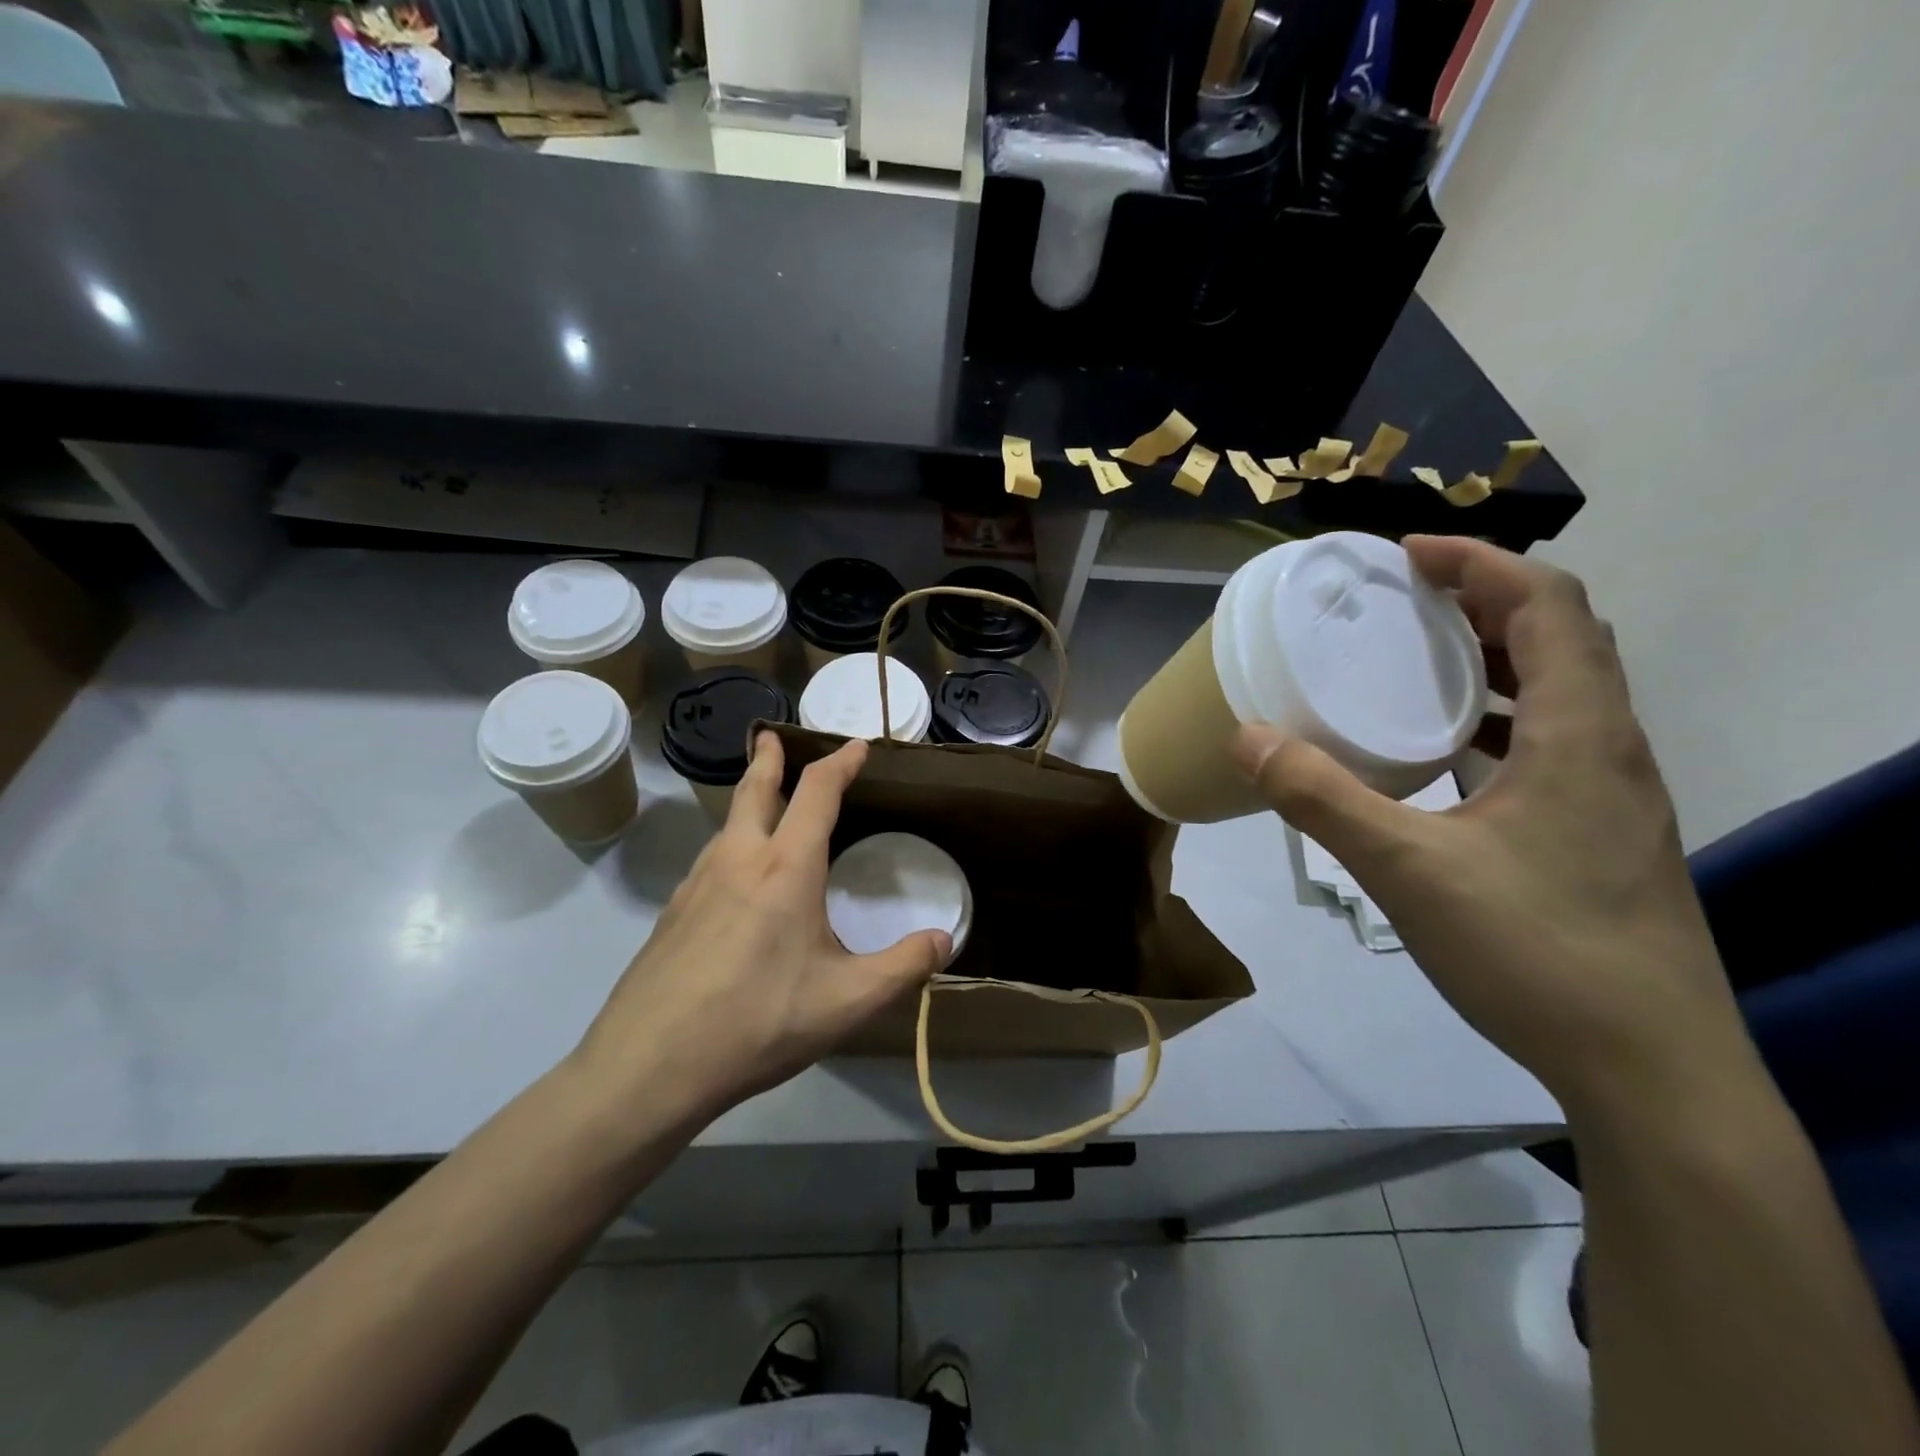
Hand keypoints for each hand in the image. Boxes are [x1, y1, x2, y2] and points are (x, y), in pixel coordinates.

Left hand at [573, 734, 948, 1122]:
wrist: (649, 1065)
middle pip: (754, 791)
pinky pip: (710, 860)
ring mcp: (697, 884)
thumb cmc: (758, 1023)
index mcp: (785, 867)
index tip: (856, 746)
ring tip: (763, 807)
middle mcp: (738, 860)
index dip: (840, 763)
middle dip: (769, 759)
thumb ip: (903, 967)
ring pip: (727, 825)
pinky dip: (731, 844)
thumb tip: (944, 940)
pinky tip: (736, 882)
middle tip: (772, 737)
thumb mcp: (846, 1002)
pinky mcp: (672, 913)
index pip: (817, 792)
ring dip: (748, 802)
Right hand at [1232, 536, 1746, 1111]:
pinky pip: (1554, 743)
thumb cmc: (1536, 951)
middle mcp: (1611, 749)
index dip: (1481, 562)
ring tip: (1419, 662)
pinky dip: (1501, 719)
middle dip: (1483, 601)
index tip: (1406, 556)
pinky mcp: (1601, 834)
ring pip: (1564, 692)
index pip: (1549, 604)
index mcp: (1582, 735)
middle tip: (1404, 602)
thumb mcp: (1407, 869)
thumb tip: (1247, 738)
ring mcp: (1614, 795)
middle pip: (1562, 637)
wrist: (1650, 1070)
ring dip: (1496, 659)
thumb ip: (1323, 798)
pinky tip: (1446, 754)